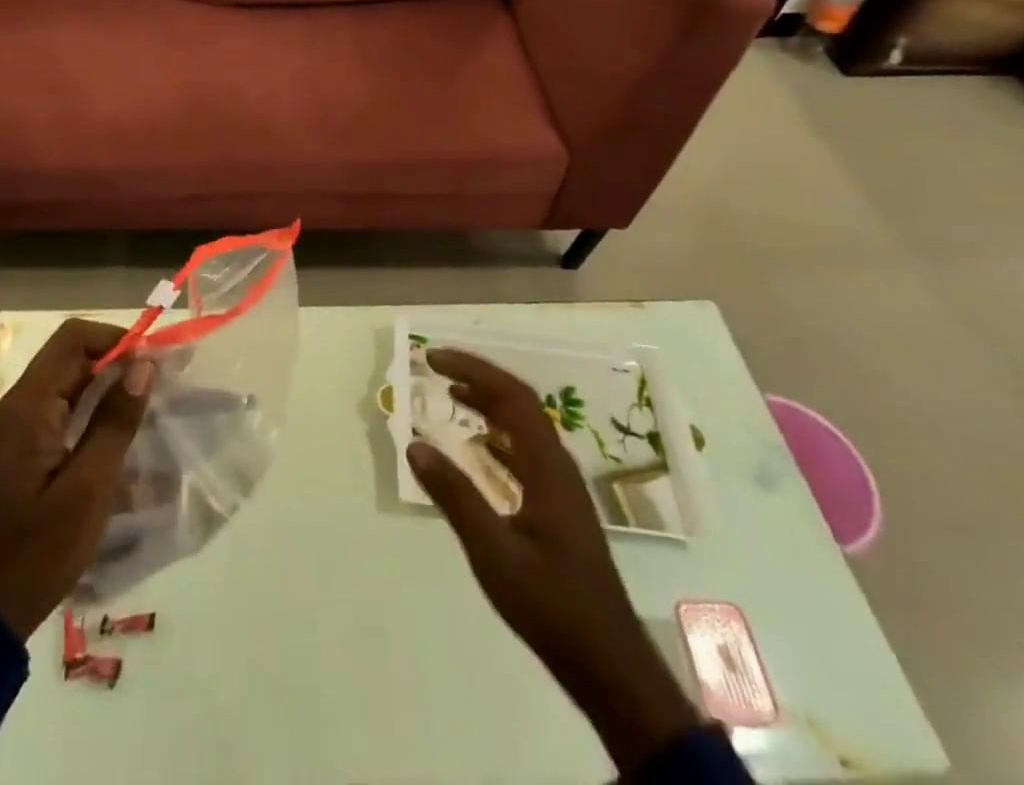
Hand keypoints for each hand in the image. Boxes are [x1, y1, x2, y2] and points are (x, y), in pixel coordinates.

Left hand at [0, 319, 154, 640]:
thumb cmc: (37, 552)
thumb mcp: (88, 489)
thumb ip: (115, 421)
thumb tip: (143, 364)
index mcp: (28, 407)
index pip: (73, 338)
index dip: (115, 338)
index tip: (152, 361)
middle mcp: (17, 406)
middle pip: (70, 358)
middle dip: (116, 363)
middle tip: (159, 384)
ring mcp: (15, 429)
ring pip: (67, 385)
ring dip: (107, 389)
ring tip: (147, 409)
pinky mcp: (20, 451)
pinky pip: (60, 413)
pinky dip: (92, 415)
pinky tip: (120, 440)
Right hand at [406, 349, 699, 774]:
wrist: (609, 664)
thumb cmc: (550, 605)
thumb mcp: (492, 552)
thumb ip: (454, 496)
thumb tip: (414, 444)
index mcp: (547, 467)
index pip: (511, 396)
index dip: (472, 369)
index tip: (433, 359)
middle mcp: (558, 466)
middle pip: (520, 403)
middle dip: (477, 378)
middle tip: (436, 369)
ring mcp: (562, 486)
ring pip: (524, 425)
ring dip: (489, 402)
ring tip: (452, 395)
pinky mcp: (560, 506)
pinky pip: (526, 450)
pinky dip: (498, 434)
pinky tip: (479, 447)